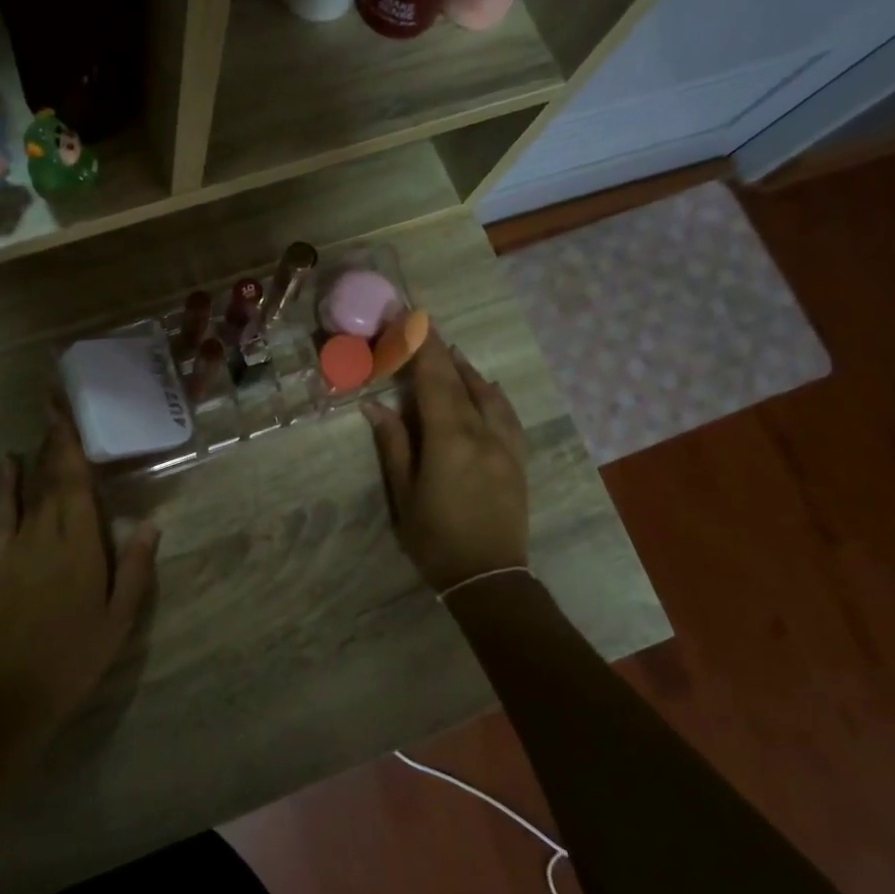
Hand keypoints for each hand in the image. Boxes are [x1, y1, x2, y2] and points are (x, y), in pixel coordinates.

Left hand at [0, 407, 159, 741]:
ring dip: (38, 454)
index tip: (68, 410)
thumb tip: (150, 523)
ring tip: (44, 422)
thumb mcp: (120, 617)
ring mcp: (17, 544)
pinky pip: (2, 512)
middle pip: (52, 476)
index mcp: (81, 545)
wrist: (16, 690)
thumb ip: (136, 568)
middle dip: (55, 437)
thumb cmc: (77, 654)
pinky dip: (5, 485)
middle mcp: (47, 533)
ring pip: (30, 488)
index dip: (72, 444)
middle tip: (56, 400)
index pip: (77, 483)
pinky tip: (8, 462)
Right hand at [363, 330, 530, 592]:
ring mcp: (506, 445)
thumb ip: (394, 444)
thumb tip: (376, 405)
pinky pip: (507, 413)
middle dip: (439, 349)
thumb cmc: (435, 538)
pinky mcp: (518, 459)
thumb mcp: (404, 493)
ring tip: (450, 352)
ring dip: (466, 368)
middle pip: (460, 381)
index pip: (433, 380)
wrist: (489, 577)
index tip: (409, 316)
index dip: (420, 345)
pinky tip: (485, 387)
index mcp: (450, 440)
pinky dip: (491, 392)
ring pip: (488, 393)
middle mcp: (483, 433)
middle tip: (423, 323)